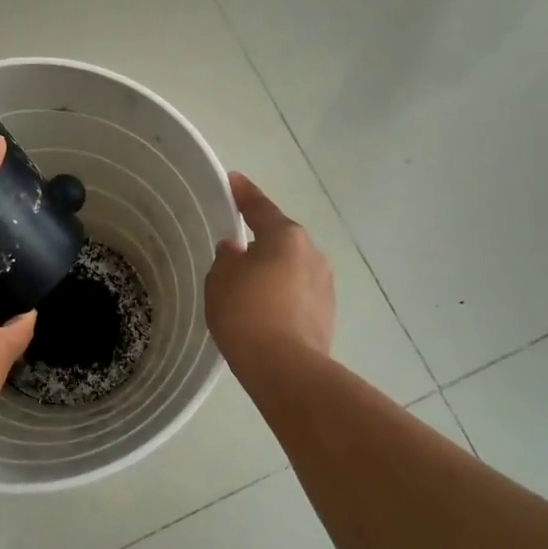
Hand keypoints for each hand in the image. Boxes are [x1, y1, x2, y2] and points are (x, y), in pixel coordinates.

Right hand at [205, 172, 334, 374]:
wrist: (285, 367)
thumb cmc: (246, 313)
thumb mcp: (220, 280)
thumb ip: (226, 258)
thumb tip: (236, 251)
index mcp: (286, 236)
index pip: (259, 207)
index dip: (243, 193)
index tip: (233, 181)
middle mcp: (312, 253)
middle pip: (280, 239)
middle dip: (259, 242)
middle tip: (235, 250)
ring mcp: (324, 284)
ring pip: (291, 269)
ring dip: (272, 273)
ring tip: (248, 289)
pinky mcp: (327, 313)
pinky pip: (297, 294)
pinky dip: (281, 297)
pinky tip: (265, 313)